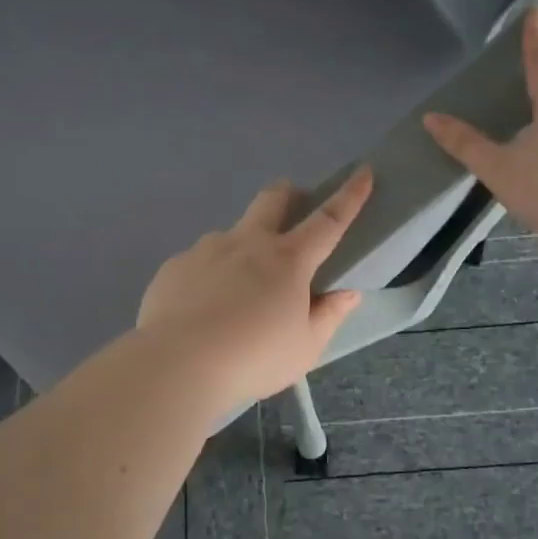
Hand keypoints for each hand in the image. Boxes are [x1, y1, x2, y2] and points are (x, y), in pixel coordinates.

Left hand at [137, 167, 372, 409]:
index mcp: (288, 260)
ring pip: (232, 234)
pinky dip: (210, 276)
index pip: (328, 220)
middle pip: (272, 199)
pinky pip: (199, 262)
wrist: (177, 365)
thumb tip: (347, 293)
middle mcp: (247, 243)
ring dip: (243, 247)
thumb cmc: (253, 359)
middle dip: (288, 194)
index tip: (362, 173)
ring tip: (236, 291)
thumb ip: (328, 316)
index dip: (349, 196)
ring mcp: (207, 249)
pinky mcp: (175, 266)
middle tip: (293, 207)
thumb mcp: (305, 348)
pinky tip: (202, 309)